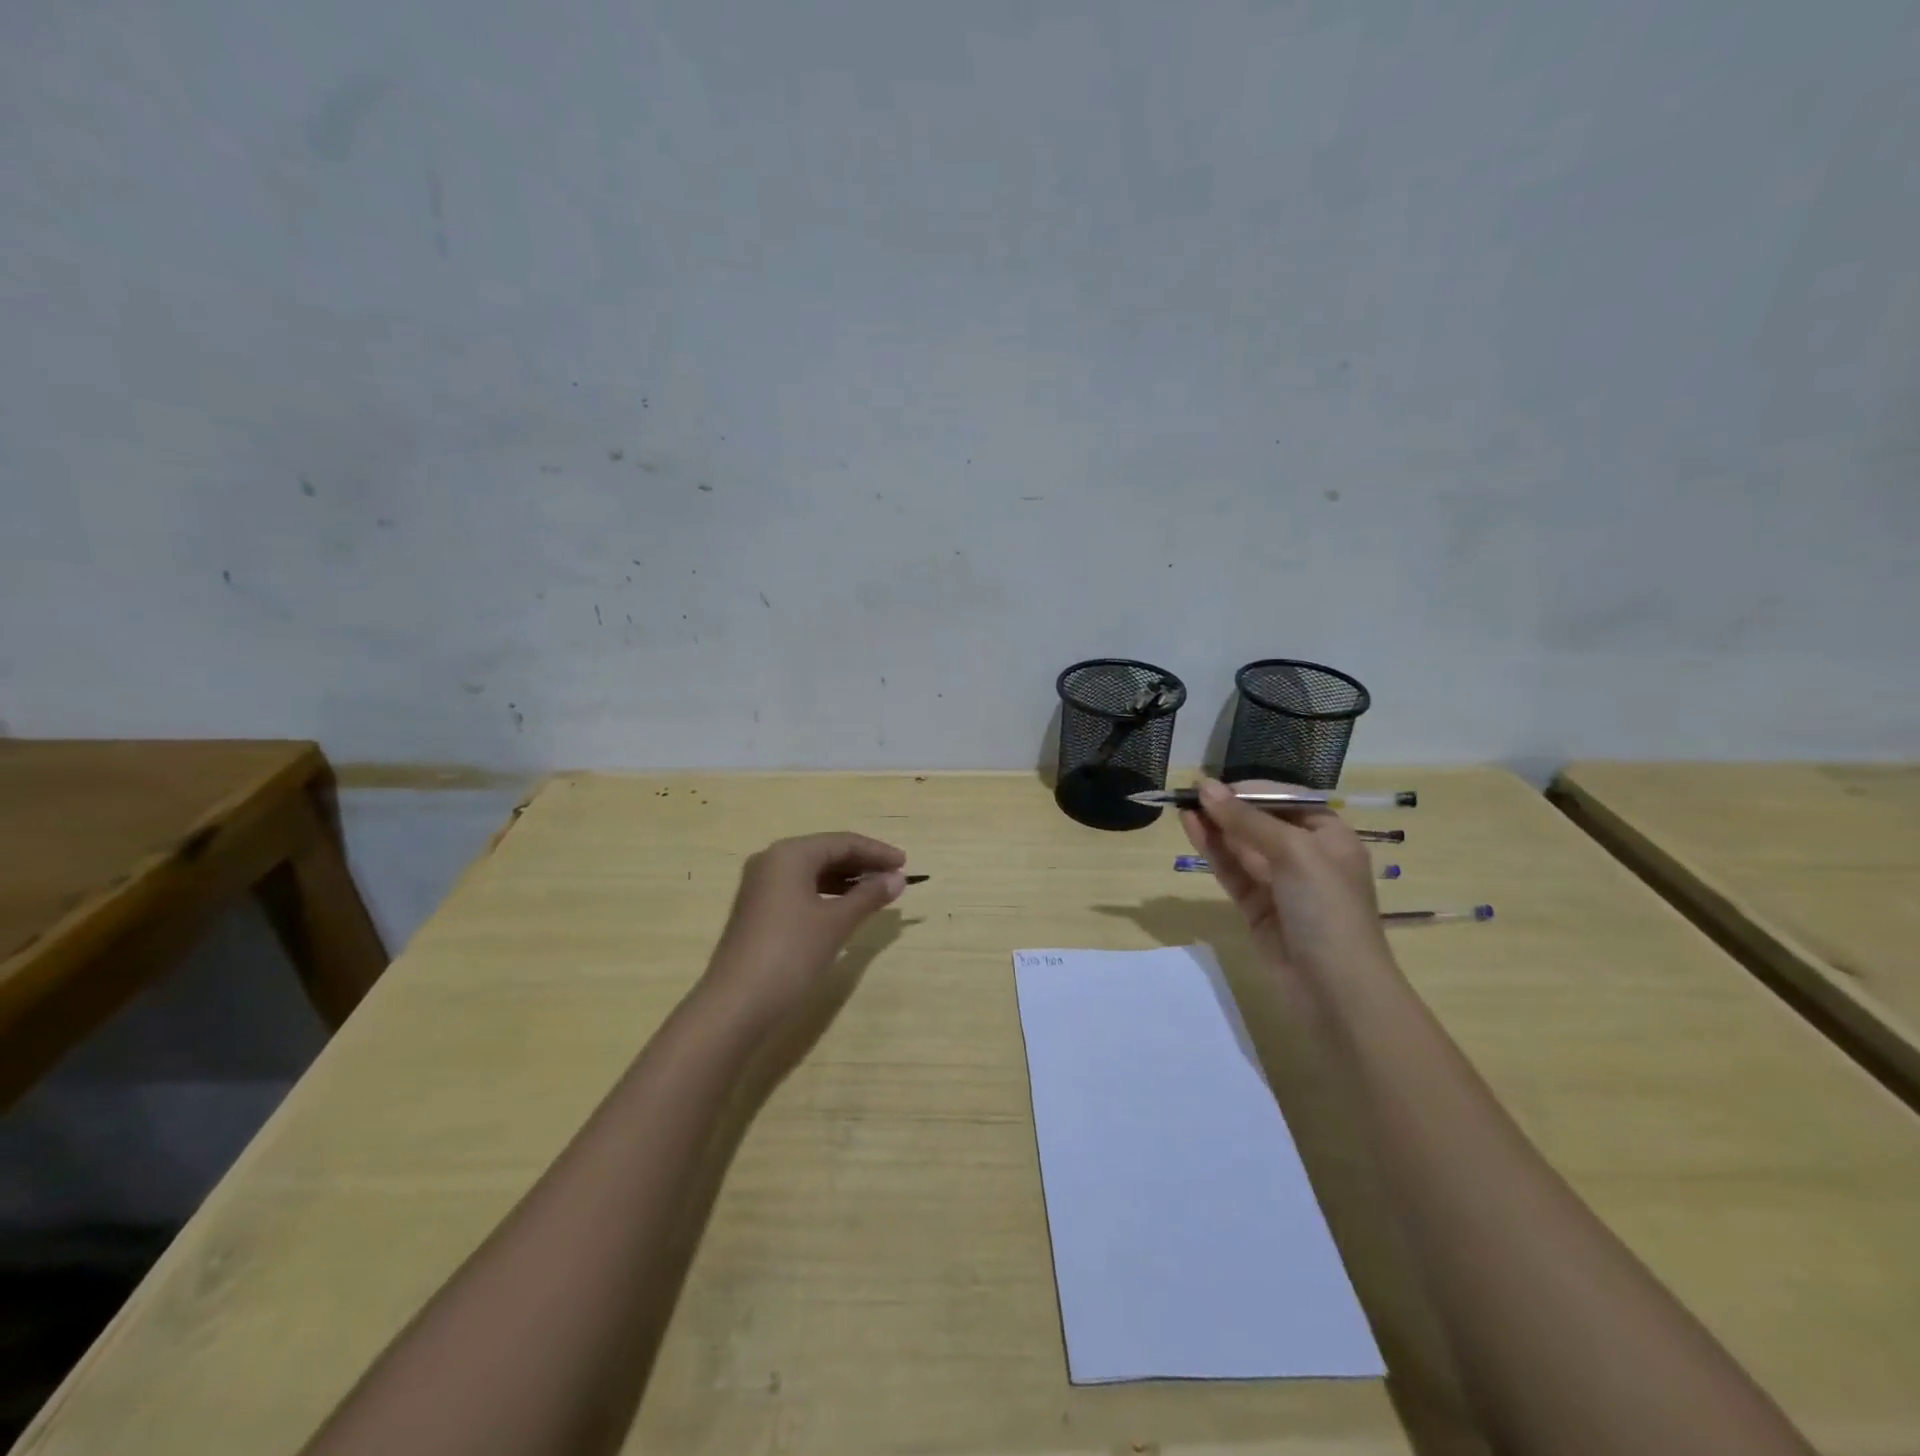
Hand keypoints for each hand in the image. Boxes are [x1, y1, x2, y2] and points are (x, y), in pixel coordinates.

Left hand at [700, 833, 906, 1027]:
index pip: (842, 842)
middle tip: (894, 878)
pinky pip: (799, 889)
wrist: (736, 1004)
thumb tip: (898, 879)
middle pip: (826, 853)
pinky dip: (826, 895)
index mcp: (790, 854)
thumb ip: (869, 896)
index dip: (877, 852)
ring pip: (812, 872)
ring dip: (846, 881)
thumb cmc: (791, 953)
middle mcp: (771, 861)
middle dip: (862, 865)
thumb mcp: (837, 923)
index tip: (906, 864)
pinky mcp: (757, 909)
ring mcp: (760, 886)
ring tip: (876, 894)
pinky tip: (844, 909)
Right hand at [1180, 778, 1389, 979]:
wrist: (1336, 988)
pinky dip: (1212, 850)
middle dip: (1228, 807)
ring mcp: (1279, 882)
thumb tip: (1205, 787)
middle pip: (1260, 821)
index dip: (1249, 790)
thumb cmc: (1327, 908)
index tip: (1213, 786)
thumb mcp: (1293, 852)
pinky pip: (1232, 870)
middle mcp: (1306, 855)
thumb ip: (1246, 819)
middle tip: (1188, 793)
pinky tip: (1191, 828)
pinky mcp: (1256, 906)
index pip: (1284, 800)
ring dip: (1214, 825)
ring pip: (1241, 845)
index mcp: (1329, 836)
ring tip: (1181, 806)